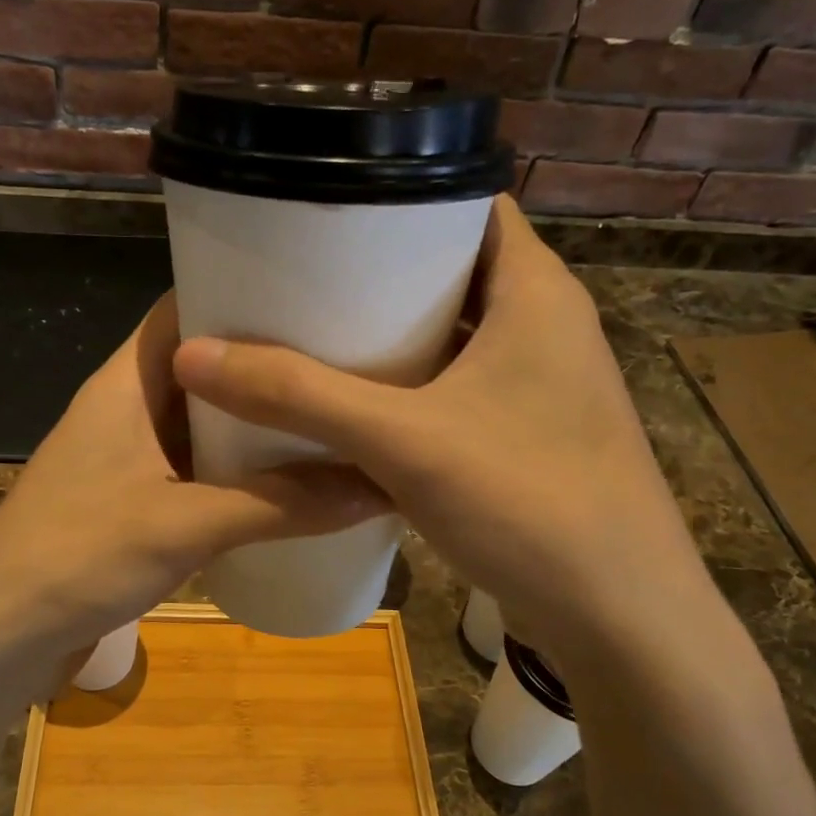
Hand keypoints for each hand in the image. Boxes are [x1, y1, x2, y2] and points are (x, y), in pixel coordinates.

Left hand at [0, 293, 383, 711]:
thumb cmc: (77, 557)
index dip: (242, 293)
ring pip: (203, 422)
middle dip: (264, 363)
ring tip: (329, 416)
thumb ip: (281, 504)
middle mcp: (127, 408)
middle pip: (203, 366)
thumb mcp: (186, 524)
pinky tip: (288, 484)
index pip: (185, 308)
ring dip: (254, 423)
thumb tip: (378, 485)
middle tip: (342, 363)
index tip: (315, 297)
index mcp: (126, 382)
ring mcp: (129, 458)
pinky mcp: (134, 503)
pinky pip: (197, 469)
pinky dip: (238, 470)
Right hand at [171, 195, 699, 654]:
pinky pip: (457, 390)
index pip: (468, 204)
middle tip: (299, 278)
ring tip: (312, 335)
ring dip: (392, 336)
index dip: (400, 198)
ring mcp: (540, 386)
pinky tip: (355, 409)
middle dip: (379, 272)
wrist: (620, 617)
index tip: (325, 215)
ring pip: (454, 336)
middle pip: (453, 271)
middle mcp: (545, 326)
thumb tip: (194, 355)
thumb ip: (299, 395)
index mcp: (536, 291)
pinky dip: (410, 389)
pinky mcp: (528, 436)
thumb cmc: (527, 501)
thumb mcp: (401, 440)